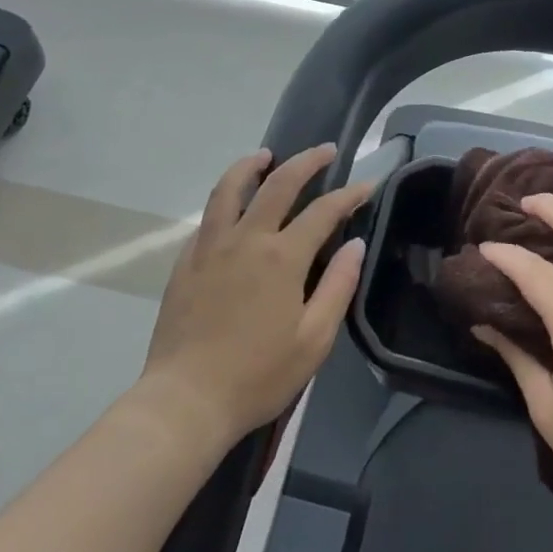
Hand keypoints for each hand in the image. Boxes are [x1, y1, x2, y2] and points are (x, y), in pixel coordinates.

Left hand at [139, 145, 371, 444]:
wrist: (186, 401)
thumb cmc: (258, 375)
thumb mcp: (314, 339)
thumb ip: (337, 286)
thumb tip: (355, 245)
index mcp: (282, 257)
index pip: (323, 211)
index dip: (349, 195)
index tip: (366, 185)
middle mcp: (247, 239)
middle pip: (278, 183)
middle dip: (306, 161)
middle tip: (325, 150)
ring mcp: (211, 247)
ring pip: (230, 188)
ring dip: (252, 165)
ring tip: (265, 155)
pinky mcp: (186, 262)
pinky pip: (208, 217)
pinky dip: (225, 200)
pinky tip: (232, 206)